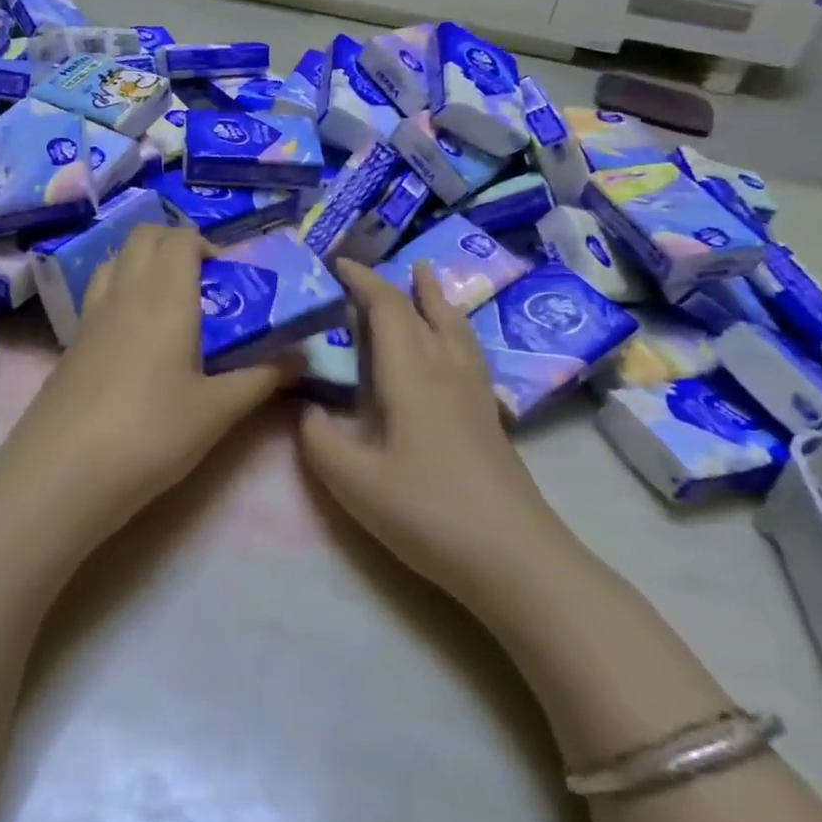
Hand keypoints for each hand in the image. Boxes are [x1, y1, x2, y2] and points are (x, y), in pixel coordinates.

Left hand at [0, 223, 288, 546]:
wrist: (64, 472)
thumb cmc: (152, 432)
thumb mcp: (217, 411)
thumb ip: (261, 379)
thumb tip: (301, 359)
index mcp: (164, 296)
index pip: (179, 238)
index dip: (205, 244)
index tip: (228, 275)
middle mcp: (124, 293)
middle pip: (143, 237)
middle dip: (174, 243)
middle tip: (202, 282)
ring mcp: (90, 316)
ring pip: (115, 261)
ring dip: (142, 264)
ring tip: (168, 303)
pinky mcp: (70, 344)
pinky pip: (97, 295)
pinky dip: (120, 293)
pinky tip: (134, 340)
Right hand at [298, 260, 561, 601]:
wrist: (513, 556)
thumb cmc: (427, 511)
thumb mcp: (353, 480)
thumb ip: (319, 438)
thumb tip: (309, 409)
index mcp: (412, 374)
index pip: (388, 309)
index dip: (363, 281)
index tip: (337, 264)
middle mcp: (447, 371)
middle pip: (427, 311)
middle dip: (399, 285)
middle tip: (378, 268)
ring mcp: (476, 394)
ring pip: (456, 328)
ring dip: (436, 299)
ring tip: (427, 279)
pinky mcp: (491, 419)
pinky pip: (468, 352)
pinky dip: (453, 330)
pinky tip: (451, 350)